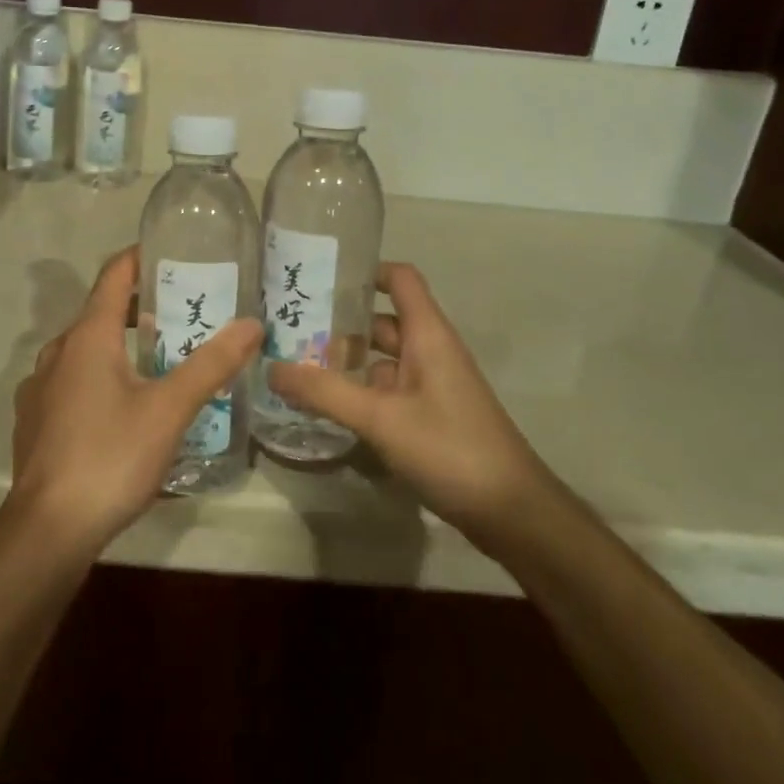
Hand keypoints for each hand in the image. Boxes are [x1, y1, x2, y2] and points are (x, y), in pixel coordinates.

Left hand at [6, 246, 261, 559]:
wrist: (47, 531)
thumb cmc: (110, 457)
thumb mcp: (170, 409)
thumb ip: (212, 364)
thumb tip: (252, 323)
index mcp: (87, 337)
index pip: (113, 276)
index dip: (141, 258)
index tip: (174, 254)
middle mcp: (57, 352)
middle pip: (101, 313)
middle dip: (141, 309)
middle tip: (184, 314)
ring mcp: (40, 389)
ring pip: (85, 351)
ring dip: (121, 346)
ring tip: (161, 361)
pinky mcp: (35, 422)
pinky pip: (72, 383)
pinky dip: (101, 378)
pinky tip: (125, 410)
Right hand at [269, 262, 548, 551]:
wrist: (511, 512)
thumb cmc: (450, 448)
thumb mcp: (381, 418)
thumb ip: (325, 392)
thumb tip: (271, 367)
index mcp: (427, 335)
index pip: (399, 279)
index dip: (364, 270)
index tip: (320, 277)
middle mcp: (430, 351)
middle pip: (382, 321)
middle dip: (339, 323)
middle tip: (288, 327)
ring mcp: (431, 385)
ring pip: (382, 360)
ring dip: (345, 362)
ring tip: (295, 366)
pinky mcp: (430, 416)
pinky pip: (388, 391)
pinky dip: (359, 393)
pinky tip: (326, 407)